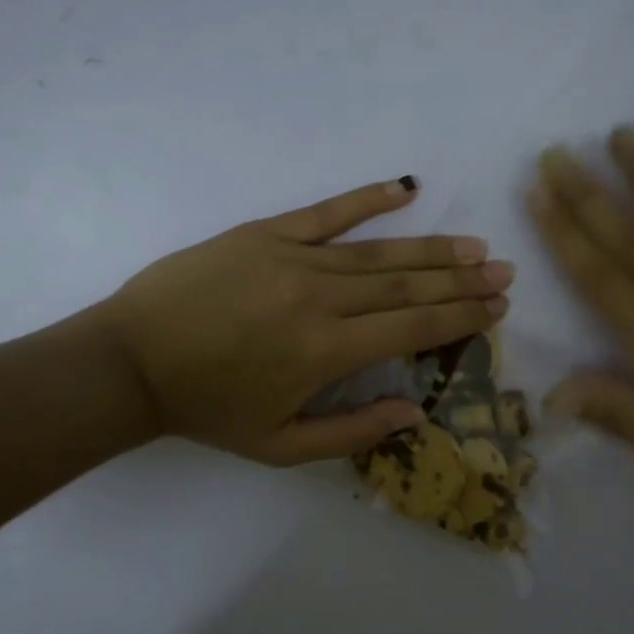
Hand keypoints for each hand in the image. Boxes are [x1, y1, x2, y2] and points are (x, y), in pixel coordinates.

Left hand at [95, 178, 511, 465]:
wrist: (130, 362)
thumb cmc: (207, 409)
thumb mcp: (279, 446)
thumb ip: (352, 432)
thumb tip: (415, 413)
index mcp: (326, 353)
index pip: (413, 328)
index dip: (461, 317)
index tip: (497, 307)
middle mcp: (320, 300)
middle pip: (407, 287)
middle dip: (461, 281)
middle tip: (503, 272)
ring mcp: (293, 259)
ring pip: (379, 252)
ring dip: (432, 249)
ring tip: (474, 247)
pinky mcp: (266, 234)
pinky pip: (327, 212)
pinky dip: (368, 199)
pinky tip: (405, 188)